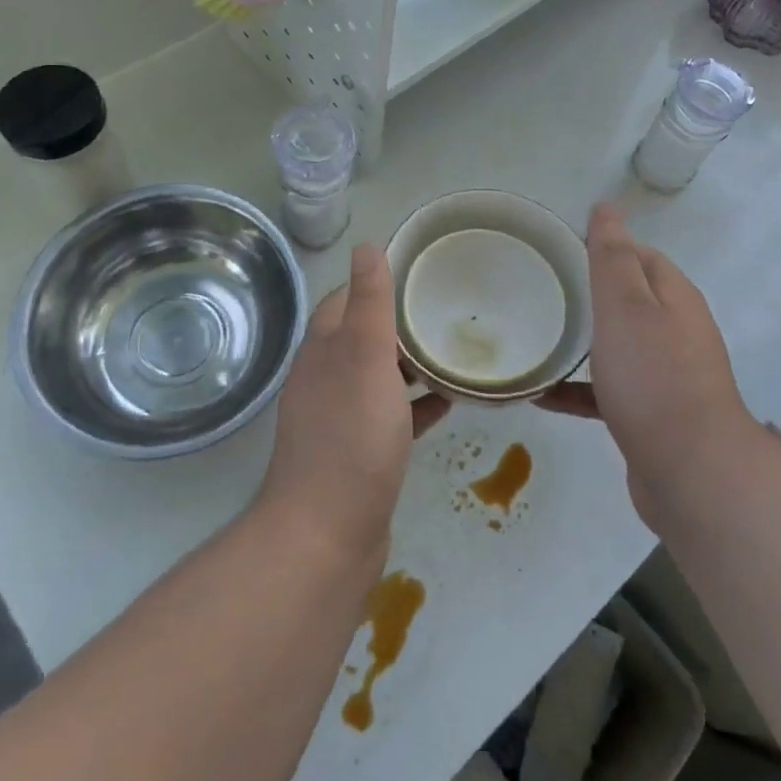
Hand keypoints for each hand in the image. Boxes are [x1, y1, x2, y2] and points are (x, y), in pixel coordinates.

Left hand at [258, 245, 448, 566]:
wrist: (327, 535)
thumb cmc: (350, 437)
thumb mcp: (364, 357)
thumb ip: (368, 303)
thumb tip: (367, 245)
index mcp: (324, 349)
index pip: (348, 299)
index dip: (380, 283)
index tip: (421, 274)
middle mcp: (326, 377)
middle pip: (365, 336)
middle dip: (402, 322)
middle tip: (449, 312)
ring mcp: (341, 418)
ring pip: (380, 376)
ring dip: (412, 362)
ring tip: (456, 351)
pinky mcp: (359, 453)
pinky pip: (392, 415)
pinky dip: (417, 403)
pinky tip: (449, 401)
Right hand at [541, 203, 758, 521]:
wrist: (691, 472)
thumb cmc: (653, 377)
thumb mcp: (625, 306)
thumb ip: (612, 256)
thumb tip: (607, 207)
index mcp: (673, 297)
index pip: (638, 255)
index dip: (603, 247)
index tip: (557, 250)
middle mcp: (676, 330)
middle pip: (628, 299)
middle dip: (588, 293)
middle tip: (539, 292)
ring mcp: (666, 374)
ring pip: (617, 345)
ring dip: (581, 341)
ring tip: (536, 337)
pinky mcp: (651, 414)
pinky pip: (608, 390)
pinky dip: (578, 388)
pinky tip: (541, 396)